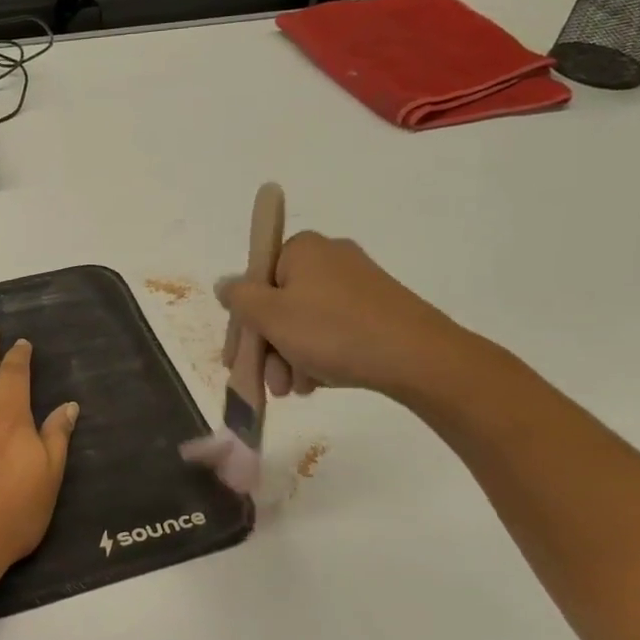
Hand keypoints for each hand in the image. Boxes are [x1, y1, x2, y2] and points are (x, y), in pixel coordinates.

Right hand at [216, 232, 472, 401]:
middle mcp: (329, 257)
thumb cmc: (332, 331)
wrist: (415, 356)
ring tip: (296, 390)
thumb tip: (224, 285)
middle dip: (269, 348)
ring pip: (304, 323)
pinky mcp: (376, 308)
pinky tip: (318, 382)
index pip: (254, 282)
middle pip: (279, 305)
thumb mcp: (271, 316)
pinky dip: (319, 355)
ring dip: (291, 358)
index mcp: (302, 249)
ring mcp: (356, 282)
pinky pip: (332, 330)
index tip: (236, 360)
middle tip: (270, 383)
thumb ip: (239, 298)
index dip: (242, 324)